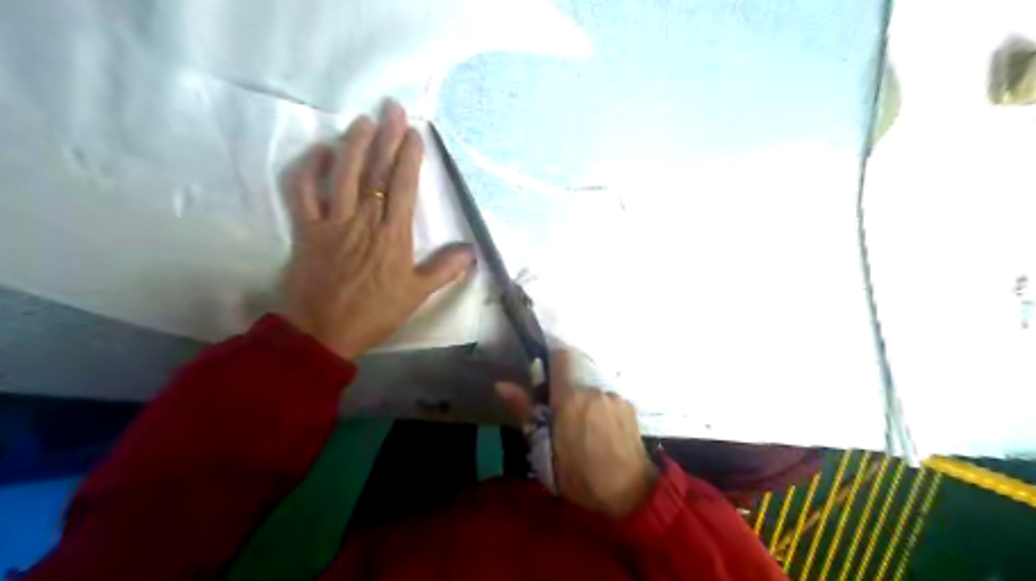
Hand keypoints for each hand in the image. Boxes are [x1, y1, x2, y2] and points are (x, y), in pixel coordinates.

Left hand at [283, 101, 476, 359]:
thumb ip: (444, 270)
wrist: (323, 332)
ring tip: (363, 121)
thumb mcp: (416, 295)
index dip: (409, 158)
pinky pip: (303, 192)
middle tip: (392, 108)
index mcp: (393, 236)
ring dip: (352, 144)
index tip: (414, 133)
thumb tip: (471, 251)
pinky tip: (320, 153)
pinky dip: (309, 169)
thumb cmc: (374, 313)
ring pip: (342, 174)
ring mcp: (332, 222)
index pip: (403, 187)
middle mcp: (364, 220)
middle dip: (386, 138)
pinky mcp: (306, 229)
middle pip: (376, 172)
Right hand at [496, 349, 654, 517]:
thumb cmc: (580, 476)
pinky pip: (609, 398)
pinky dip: (602, 408)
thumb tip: (501, 385)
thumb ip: (524, 411)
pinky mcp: (630, 407)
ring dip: (586, 400)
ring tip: (586, 428)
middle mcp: (594, 389)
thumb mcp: (544, 449)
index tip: (545, 376)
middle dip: (567, 389)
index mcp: (570, 397)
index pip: (561, 357)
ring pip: (593, 388)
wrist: (629, 494)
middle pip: (577, 375)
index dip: (552, 360)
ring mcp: (614, 397)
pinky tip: (603, 431)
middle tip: (562, 415)